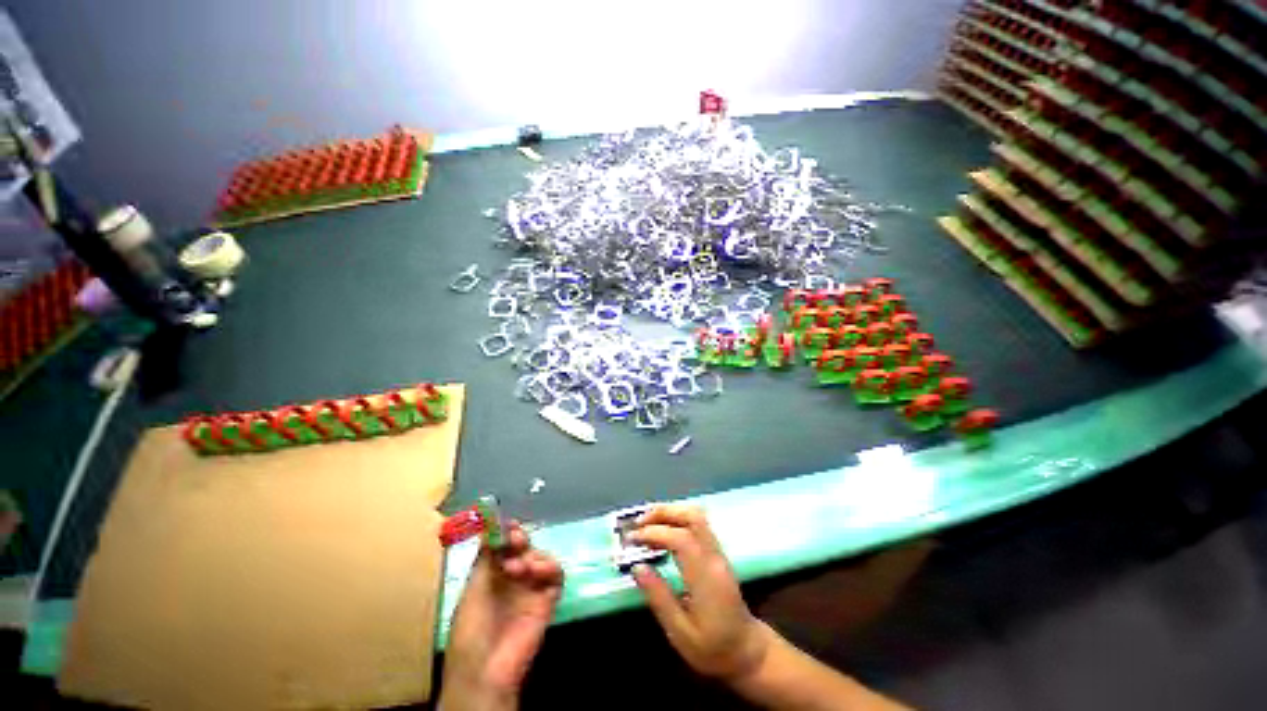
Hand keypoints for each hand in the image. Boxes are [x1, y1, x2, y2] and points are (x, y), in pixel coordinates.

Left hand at [439, 522, 563, 710]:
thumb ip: (486, 558)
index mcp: (492, 575)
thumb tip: (491, 526)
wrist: (485, 668)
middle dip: (520, 539)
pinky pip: (556, 575)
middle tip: (515, 538)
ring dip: (532, 555)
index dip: (506, 532)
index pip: (504, 546)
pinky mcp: (548, 599)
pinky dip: (550, 567)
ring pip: (541, 557)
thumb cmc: (470, 629)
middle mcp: (513, 578)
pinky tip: (536, 571)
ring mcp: (531, 587)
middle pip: (524, 547)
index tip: (506, 523)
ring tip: (518, 567)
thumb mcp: (473, 589)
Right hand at [630, 504, 770, 682]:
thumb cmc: (712, 649)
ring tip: (647, 523)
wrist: (747, 652)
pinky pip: (698, 524)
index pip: (681, 539)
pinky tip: (663, 530)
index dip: (654, 532)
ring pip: (697, 517)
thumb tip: (637, 567)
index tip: (632, 538)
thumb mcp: (680, 632)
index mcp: (706, 577)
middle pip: (693, 517)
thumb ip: (659, 597)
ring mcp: (718, 552)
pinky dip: (677, 520)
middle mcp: (714, 557)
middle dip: (664, 512)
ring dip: (670, 513)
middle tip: (639, 522)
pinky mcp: (717, 553)